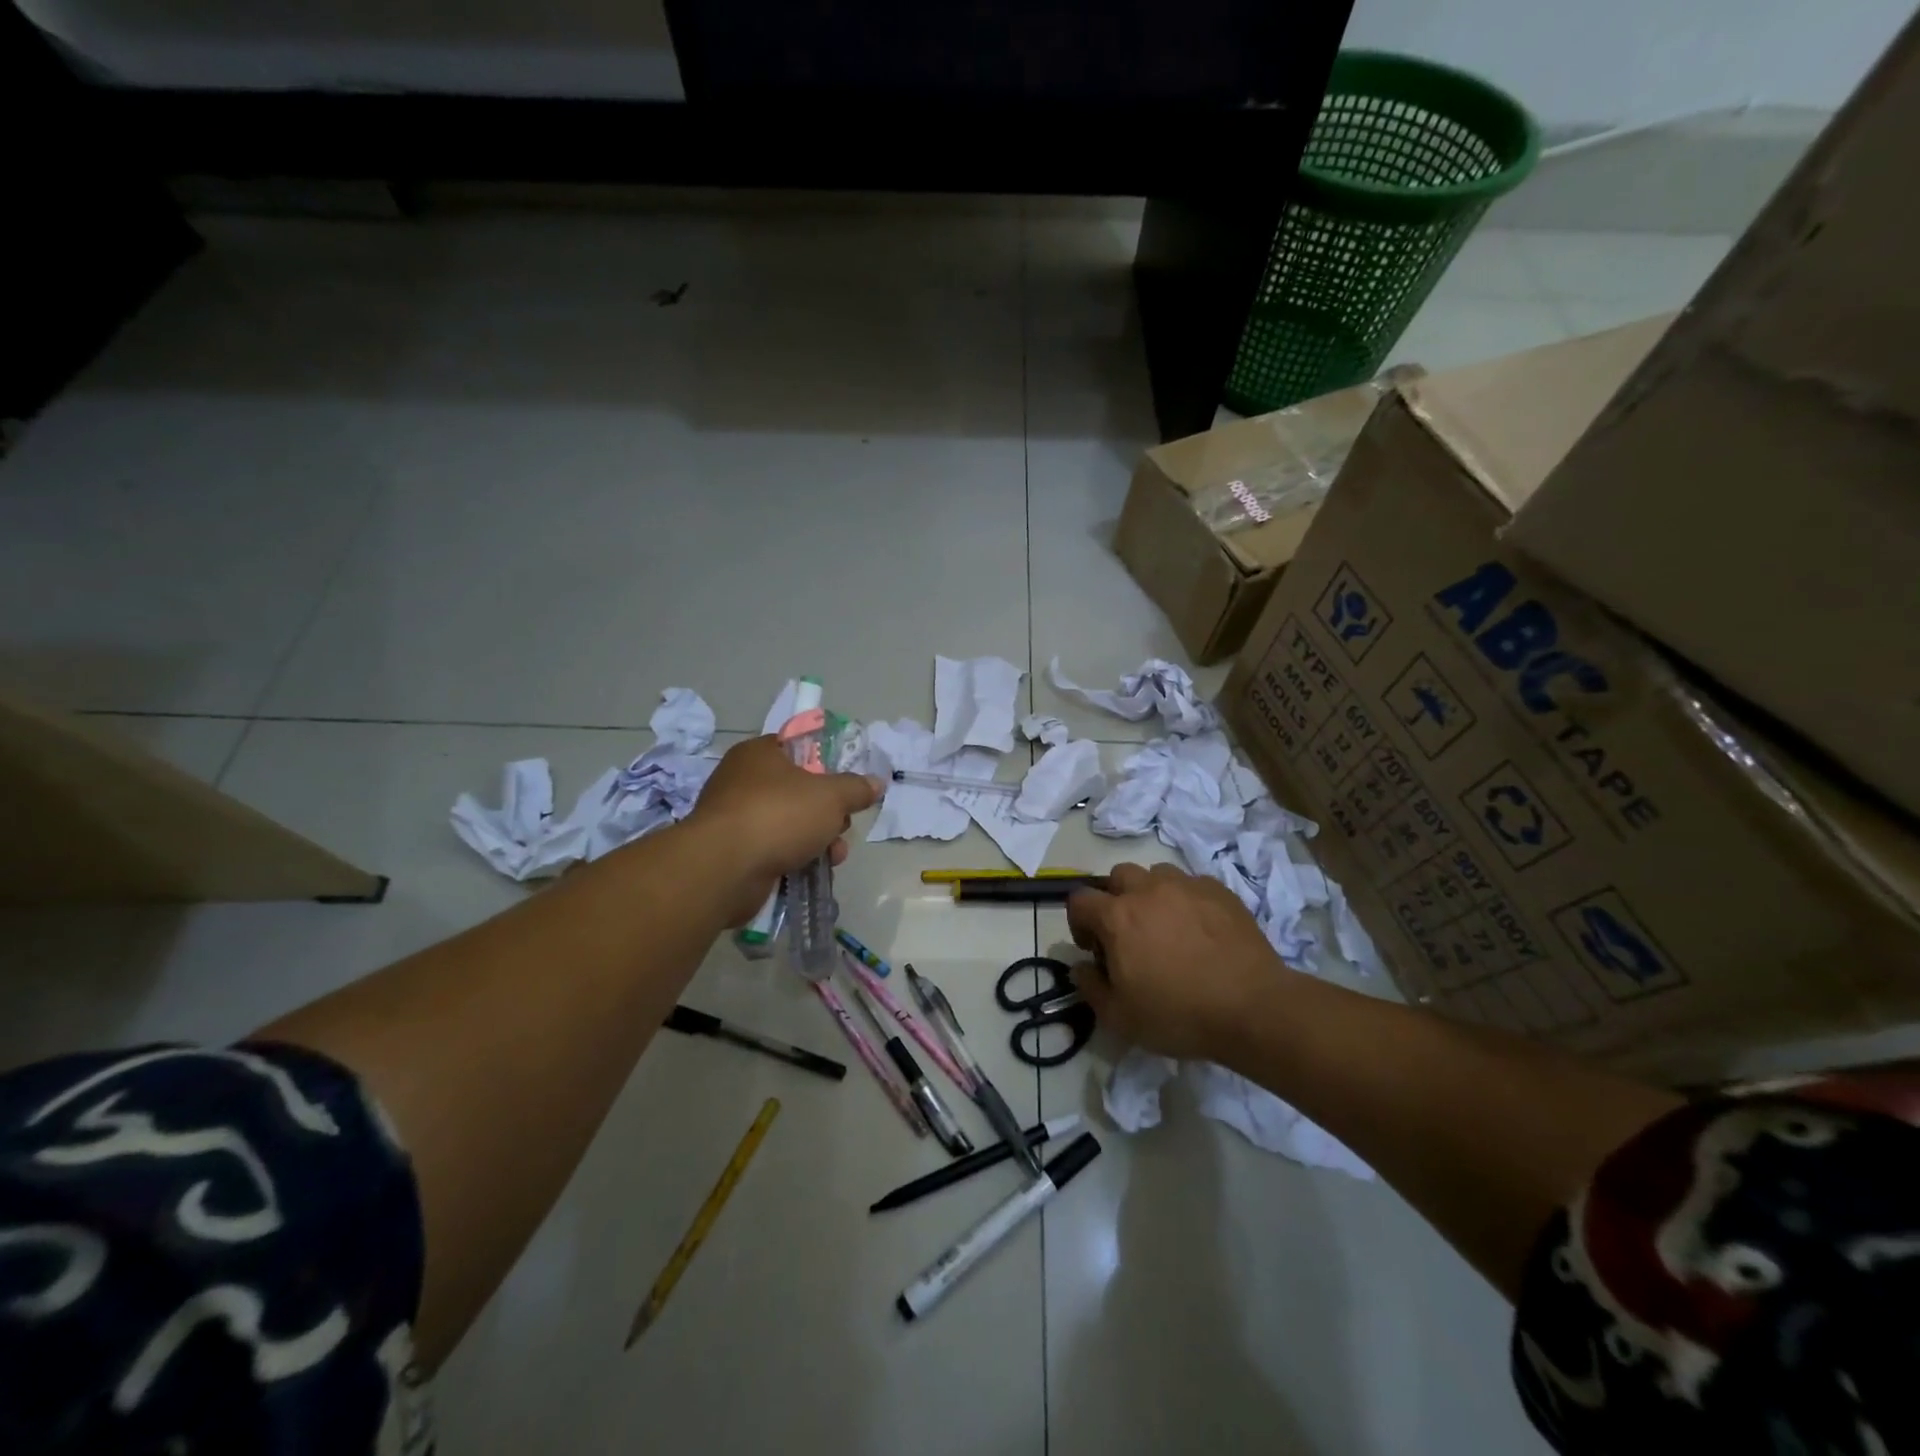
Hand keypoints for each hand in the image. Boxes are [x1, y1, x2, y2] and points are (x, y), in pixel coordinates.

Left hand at [688, 735, 882, 923]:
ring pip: (789, 823)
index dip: (826, 764)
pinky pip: (774, 849)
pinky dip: (795, 858)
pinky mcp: (734, 852)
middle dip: (827, 811)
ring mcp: (736, 818)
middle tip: (842, 823)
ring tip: (835, 855)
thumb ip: (856, 788)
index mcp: (759, 754)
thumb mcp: (831, 796)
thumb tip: (876, 783)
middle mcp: (742, 780)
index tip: (846, 784)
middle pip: (798, 790)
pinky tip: (815, 871)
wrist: (725, 868)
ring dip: (817, 839)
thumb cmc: (779, 815)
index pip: (797, 748)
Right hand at [1065, 863, 1291, 1060]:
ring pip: (1157, 874)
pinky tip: (1200, 930)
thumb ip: (1090, 988)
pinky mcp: (1221, 891)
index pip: (1080, 900)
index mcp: (1117, 916)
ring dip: (1152, 894)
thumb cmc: (1179, 1013)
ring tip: (1166, 927)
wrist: (1253, 1007)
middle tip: (1128, 933)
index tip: (1094, 949)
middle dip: (1115, 899)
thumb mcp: (1120, 1017)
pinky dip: (1187, 900)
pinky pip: (1193, 884)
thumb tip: (1081, 968)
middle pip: (1118, 876)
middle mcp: (1148, 890)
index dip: (1079, 923)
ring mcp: (1187, 886)